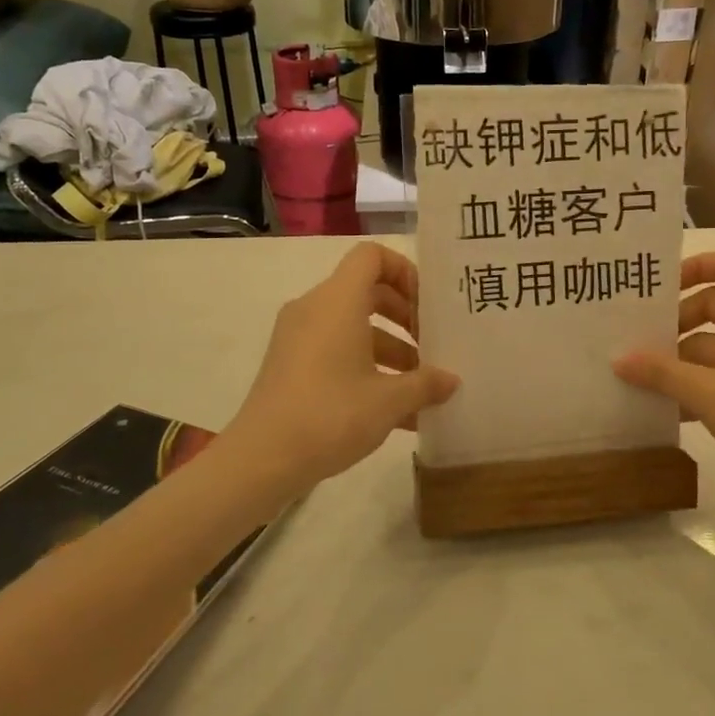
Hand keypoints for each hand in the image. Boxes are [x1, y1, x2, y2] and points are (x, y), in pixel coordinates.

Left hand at [230, 243, 458, 492]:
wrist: (262, 459)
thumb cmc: (331, 415)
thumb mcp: (390, 401)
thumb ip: (426, 384)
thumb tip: (452, 380)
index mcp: (337, 301)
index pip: (371, 256)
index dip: (405, 271)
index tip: (428, 306)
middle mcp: (314, 309)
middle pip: (367, 292)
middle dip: (405, 317)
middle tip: (432, 346)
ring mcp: (297, 338)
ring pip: (353, 328)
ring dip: (390, 350)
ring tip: (421, 389)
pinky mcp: (290, 366)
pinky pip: (335, 352)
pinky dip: (366, 369)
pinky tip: (396, 414)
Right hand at [614, 250, 714, 507]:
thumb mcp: (710, 396)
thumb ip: (663, 373)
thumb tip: (619, 359)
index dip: (697, 266)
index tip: (661, 289)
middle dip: (680, 320)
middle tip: (643, 342)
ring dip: (685, 357)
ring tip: (645, 378)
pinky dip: (702, 381)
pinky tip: (672, 407)